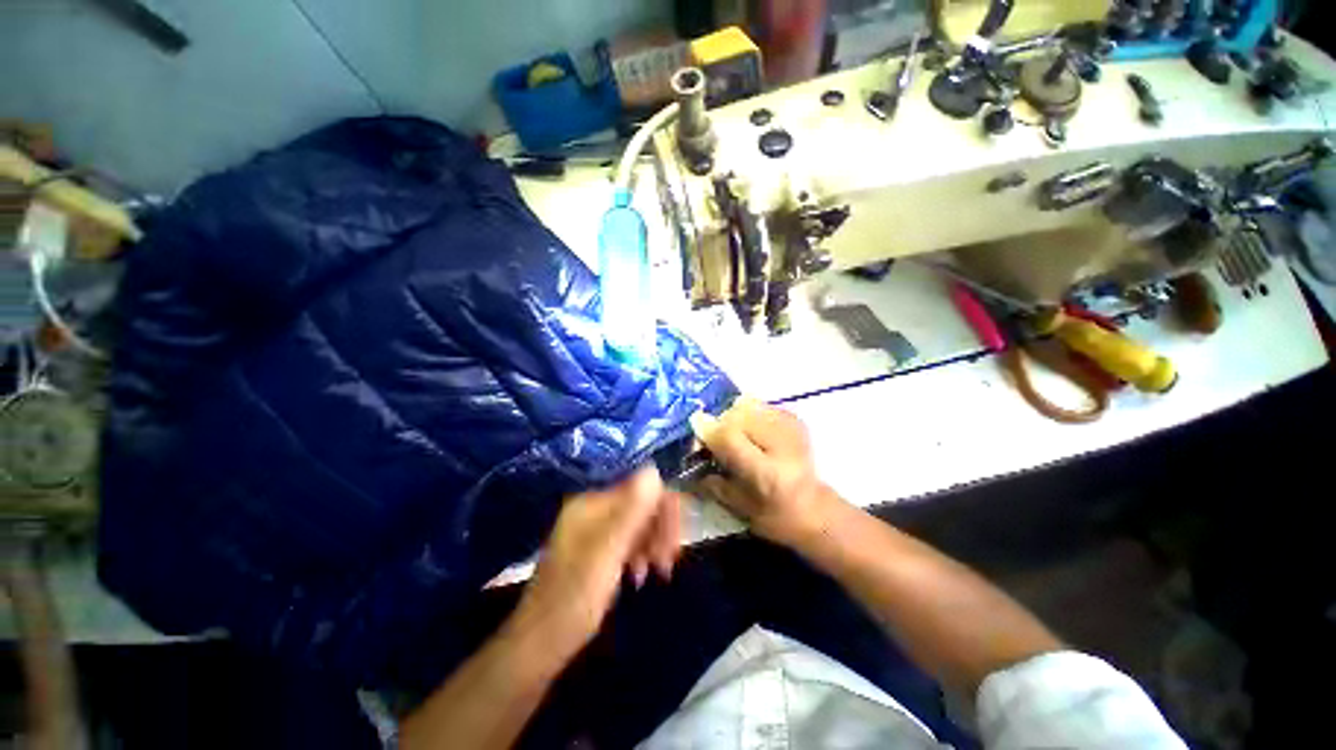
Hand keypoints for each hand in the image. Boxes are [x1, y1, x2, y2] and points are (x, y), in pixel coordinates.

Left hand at [516, 466, 681, 648]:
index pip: (640, 489)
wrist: (541, 644)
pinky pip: (629, 541)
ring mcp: (595, 530)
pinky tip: (642, 576)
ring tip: (660, 571)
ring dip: (654, 544)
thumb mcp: (607, 552)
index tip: (677, 539)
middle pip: (641, 505)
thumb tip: (653, 470)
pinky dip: (641, 555)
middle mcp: (594, 510)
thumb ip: (632, 511)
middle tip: (670, 559)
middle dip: (660, 529)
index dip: (663, 508)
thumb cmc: (574, 597)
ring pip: (638, 525)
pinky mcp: (598, 550)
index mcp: (592, 503)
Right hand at [690, 397, 842, 547]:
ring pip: (748, 405)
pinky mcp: (795, 420)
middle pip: (738, 414)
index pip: (730, 437)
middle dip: (720, 422)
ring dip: (734, 416)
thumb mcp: (737, 506)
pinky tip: (750, 430)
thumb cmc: (773, 517)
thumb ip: (711, 479)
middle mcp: (783, 445)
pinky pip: (760, 405)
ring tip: (734, 434)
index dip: (708, 430)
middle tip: (715, 437)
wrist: (815, 510)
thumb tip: (690, 448)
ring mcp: (792, 428)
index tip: (695, 428)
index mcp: (767, 473)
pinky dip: (748, 413)